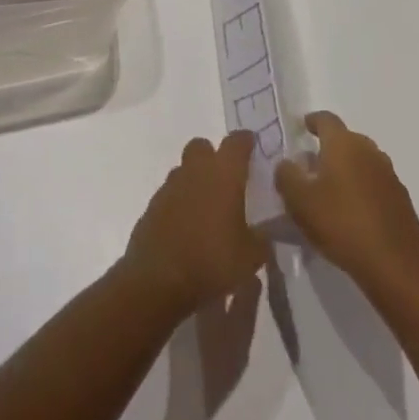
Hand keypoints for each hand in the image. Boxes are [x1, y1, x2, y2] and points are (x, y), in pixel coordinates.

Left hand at [120, 132, 267, 314]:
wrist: (159, 278)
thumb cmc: (212, 260)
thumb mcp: (250, 258)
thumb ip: (261, 240)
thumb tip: (264, 234)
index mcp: (223, 173)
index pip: (237, 142)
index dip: (246, 141)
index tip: (253, 146)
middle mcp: (195, 169)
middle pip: (203, 146)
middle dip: (214, 157)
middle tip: (227, 181)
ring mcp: (171, 185)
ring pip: (185, 169)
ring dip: (196, 180)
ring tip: (208, 209)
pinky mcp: (154, 204)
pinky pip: (171, 194)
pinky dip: (180, 203)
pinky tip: (188, 227)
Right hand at [274, 112, 418, 295]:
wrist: (398, 269)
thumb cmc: (343, 225)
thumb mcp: (300, 202)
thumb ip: (286, 176)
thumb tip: (286, 164)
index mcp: (343, 143)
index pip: (325, 119)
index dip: (312, 121)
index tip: (303, 127)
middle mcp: (369, 150)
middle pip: (346, 140)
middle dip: (329, 149)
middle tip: (312, 168)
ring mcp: (389, 175)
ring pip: (362, 163)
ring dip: (347, 171)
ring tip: (332, 194)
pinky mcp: (402, 201)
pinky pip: (376, 186)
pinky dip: (363, 192)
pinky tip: (354, 215)